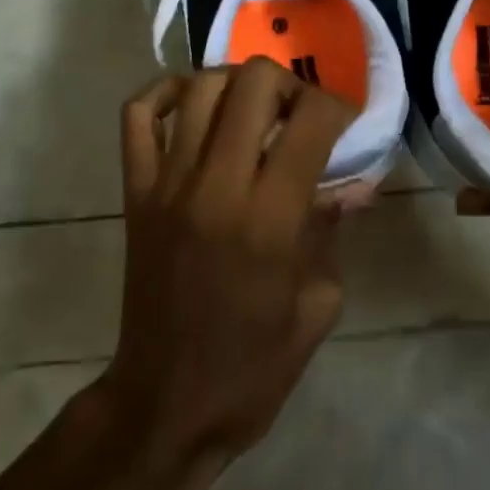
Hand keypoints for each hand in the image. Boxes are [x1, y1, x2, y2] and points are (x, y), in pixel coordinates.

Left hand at [95, 59, 353, 489]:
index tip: (346, 121)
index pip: (310, 121)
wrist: (166, 405)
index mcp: (270, 219)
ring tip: (254, 109)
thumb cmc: (253, 367)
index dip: (338, 105)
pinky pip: (139, 116)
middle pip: (253, 83)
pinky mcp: (135, 192)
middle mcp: (217, 186)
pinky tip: (194, 103)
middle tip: (299, 114)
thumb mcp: (318, 305)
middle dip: (289, 84)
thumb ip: (333, 230)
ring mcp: (168, 185)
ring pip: (200, 88)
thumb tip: (353, 182)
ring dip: (237, 83)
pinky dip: (166, 92)